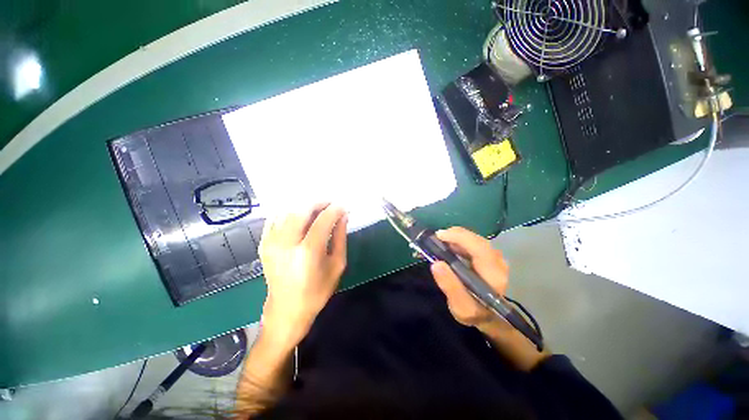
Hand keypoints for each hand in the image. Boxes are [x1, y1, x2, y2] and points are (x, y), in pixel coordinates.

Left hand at [259, 203, 347, 347]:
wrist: (286, 311)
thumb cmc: (317, 291)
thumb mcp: (337, 265)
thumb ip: (340, 238)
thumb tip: (343, 217)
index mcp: (308, 252)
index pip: (323, 220)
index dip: (335, 210)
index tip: (343, 207)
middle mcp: (287, 244)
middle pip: (302, 210)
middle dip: (319, 203)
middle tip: (330, 204)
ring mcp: (272, 243)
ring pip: (287, 211)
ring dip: (304, 206)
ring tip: (317, 209)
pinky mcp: (264, 245)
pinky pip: (274, 219)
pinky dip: (288, 212)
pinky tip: (299, 216)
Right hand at [430, 227, 548, 369]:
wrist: (490, 316)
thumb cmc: (474, 312)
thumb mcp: (460, 307)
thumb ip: (450, 286)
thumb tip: (436, 264)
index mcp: (493, 275)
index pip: (480, 249)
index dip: (460, 238)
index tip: (440, 235)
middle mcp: (498, 262)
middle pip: (478, 240)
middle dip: (456, 235)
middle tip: (436, 237)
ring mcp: (496, 257)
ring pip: (475, 239)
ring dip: (457, 237)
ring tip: (440, 241)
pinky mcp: (490, 255)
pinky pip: (474, 242)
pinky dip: (460, 240)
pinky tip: (449, 244)